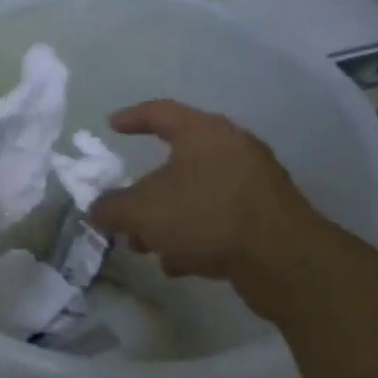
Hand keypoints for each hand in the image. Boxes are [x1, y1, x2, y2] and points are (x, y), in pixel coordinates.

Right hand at [88, 100, 331, 308]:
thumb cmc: (205, 216)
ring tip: (148, 248)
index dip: (132, 118)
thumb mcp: (142, 212)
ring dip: (167, 220)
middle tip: (125, 215)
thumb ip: (112, 208)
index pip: (160, 112)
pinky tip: (182, 264)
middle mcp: (231, 149)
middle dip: (144, 193)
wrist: (281, 257)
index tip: (111, 126)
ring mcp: (252, 182)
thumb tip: (96, 210)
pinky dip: (195, 236)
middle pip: (176, 163)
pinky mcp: (265, 215)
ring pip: (195, 195)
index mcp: (203, 133)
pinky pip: (218, 218)